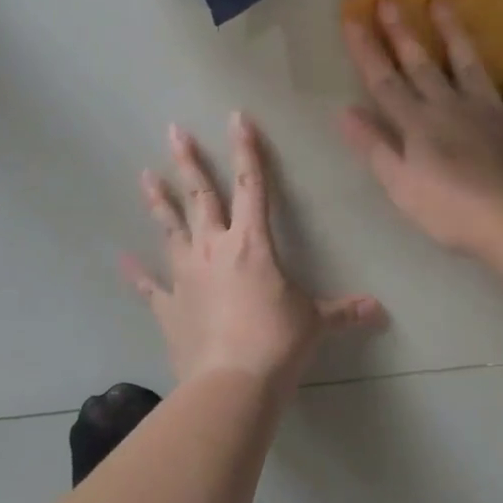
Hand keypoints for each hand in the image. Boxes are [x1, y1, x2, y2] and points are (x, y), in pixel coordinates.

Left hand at [122, 113, 383, 389]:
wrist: (231, 383)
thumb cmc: (278, 342)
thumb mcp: (316, 322)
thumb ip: (343, 311)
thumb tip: (378, 310)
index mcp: (252, 244)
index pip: (251, 185)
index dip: (246, 150)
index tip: (236, 119)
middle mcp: (214, 249)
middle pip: (200, 195)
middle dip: (189, 161)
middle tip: (173, 131)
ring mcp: (186, 275)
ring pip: (170, 228)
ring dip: (158, 200)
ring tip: (144, 174)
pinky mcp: (168, 305)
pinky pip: (149, 285)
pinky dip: (137, 272)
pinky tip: (123, 258)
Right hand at [340, 0, 502, 252]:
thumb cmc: (452, 209)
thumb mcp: (400, 185)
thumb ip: (374, 146)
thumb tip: (344, 112)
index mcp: (416, 124)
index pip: (383, 82)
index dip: (366, 51)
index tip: (352, 19)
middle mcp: (449, 106)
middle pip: (420, 65)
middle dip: (402, 33)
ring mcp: (489, 109)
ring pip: (467, 63)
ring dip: (454, 32)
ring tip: (442, 1)